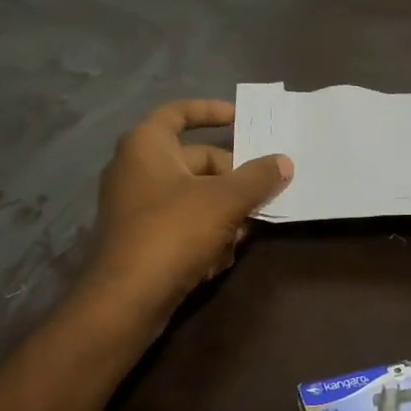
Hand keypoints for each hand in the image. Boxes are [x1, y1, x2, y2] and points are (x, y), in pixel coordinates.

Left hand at [84, 99, 291, 327]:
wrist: (126, 299)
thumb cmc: (173, 231)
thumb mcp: (225, 200)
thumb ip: (258, 177)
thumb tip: (284, 162)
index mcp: (146, 145)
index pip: (179, 112)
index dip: (211, 111)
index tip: (242, 118)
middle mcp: (136, 169)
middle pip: (196, 160)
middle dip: (233, 178)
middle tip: (264, 192)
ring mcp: (136, 206)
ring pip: (194, 196)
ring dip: (224, 212)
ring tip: (244, 231)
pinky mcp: (141, 239)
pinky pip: (182, 224)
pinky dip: (204, 235)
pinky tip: (220, 258)